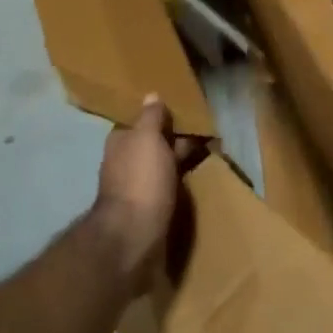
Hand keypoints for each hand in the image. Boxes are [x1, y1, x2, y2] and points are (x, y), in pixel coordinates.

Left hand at [94, 95, 203, 293]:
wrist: (134, 238)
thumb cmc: (140, 180)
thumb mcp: (146, 138)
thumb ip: (151, 117)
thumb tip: (151, 95)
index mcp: (121, 142)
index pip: (143, 121)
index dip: (164, 115)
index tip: (189, 110)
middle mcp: (126, 162)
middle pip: (155, 143)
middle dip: (177, 137)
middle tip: (208, 130)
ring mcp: (138, 187)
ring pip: (164, 165)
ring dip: (182, 159)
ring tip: (211, 152)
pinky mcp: (150, 210)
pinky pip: (170, 186)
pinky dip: (183, 180)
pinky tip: (199, 178)